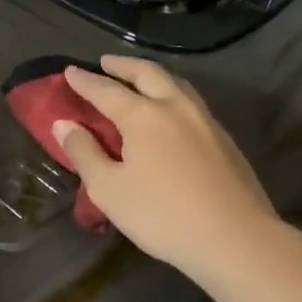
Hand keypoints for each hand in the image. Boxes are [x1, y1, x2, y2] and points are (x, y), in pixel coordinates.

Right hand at [54, 56, 280, 278]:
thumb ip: (84, 153)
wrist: (236, 239)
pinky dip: (172, 95)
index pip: (106, 90)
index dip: (85, 81)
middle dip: (123, 66)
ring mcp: (205, 121)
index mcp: (143, 115)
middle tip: (105, 62)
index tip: (69, 71)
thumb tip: (64, 124)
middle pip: (147, 74)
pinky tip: (170, 113)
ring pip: (176, 84)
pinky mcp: (225, 140)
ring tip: (139, 79)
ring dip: (152, 76)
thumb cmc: (162, 215)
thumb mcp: (109, 189)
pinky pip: (192, 103)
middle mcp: (176, 107)